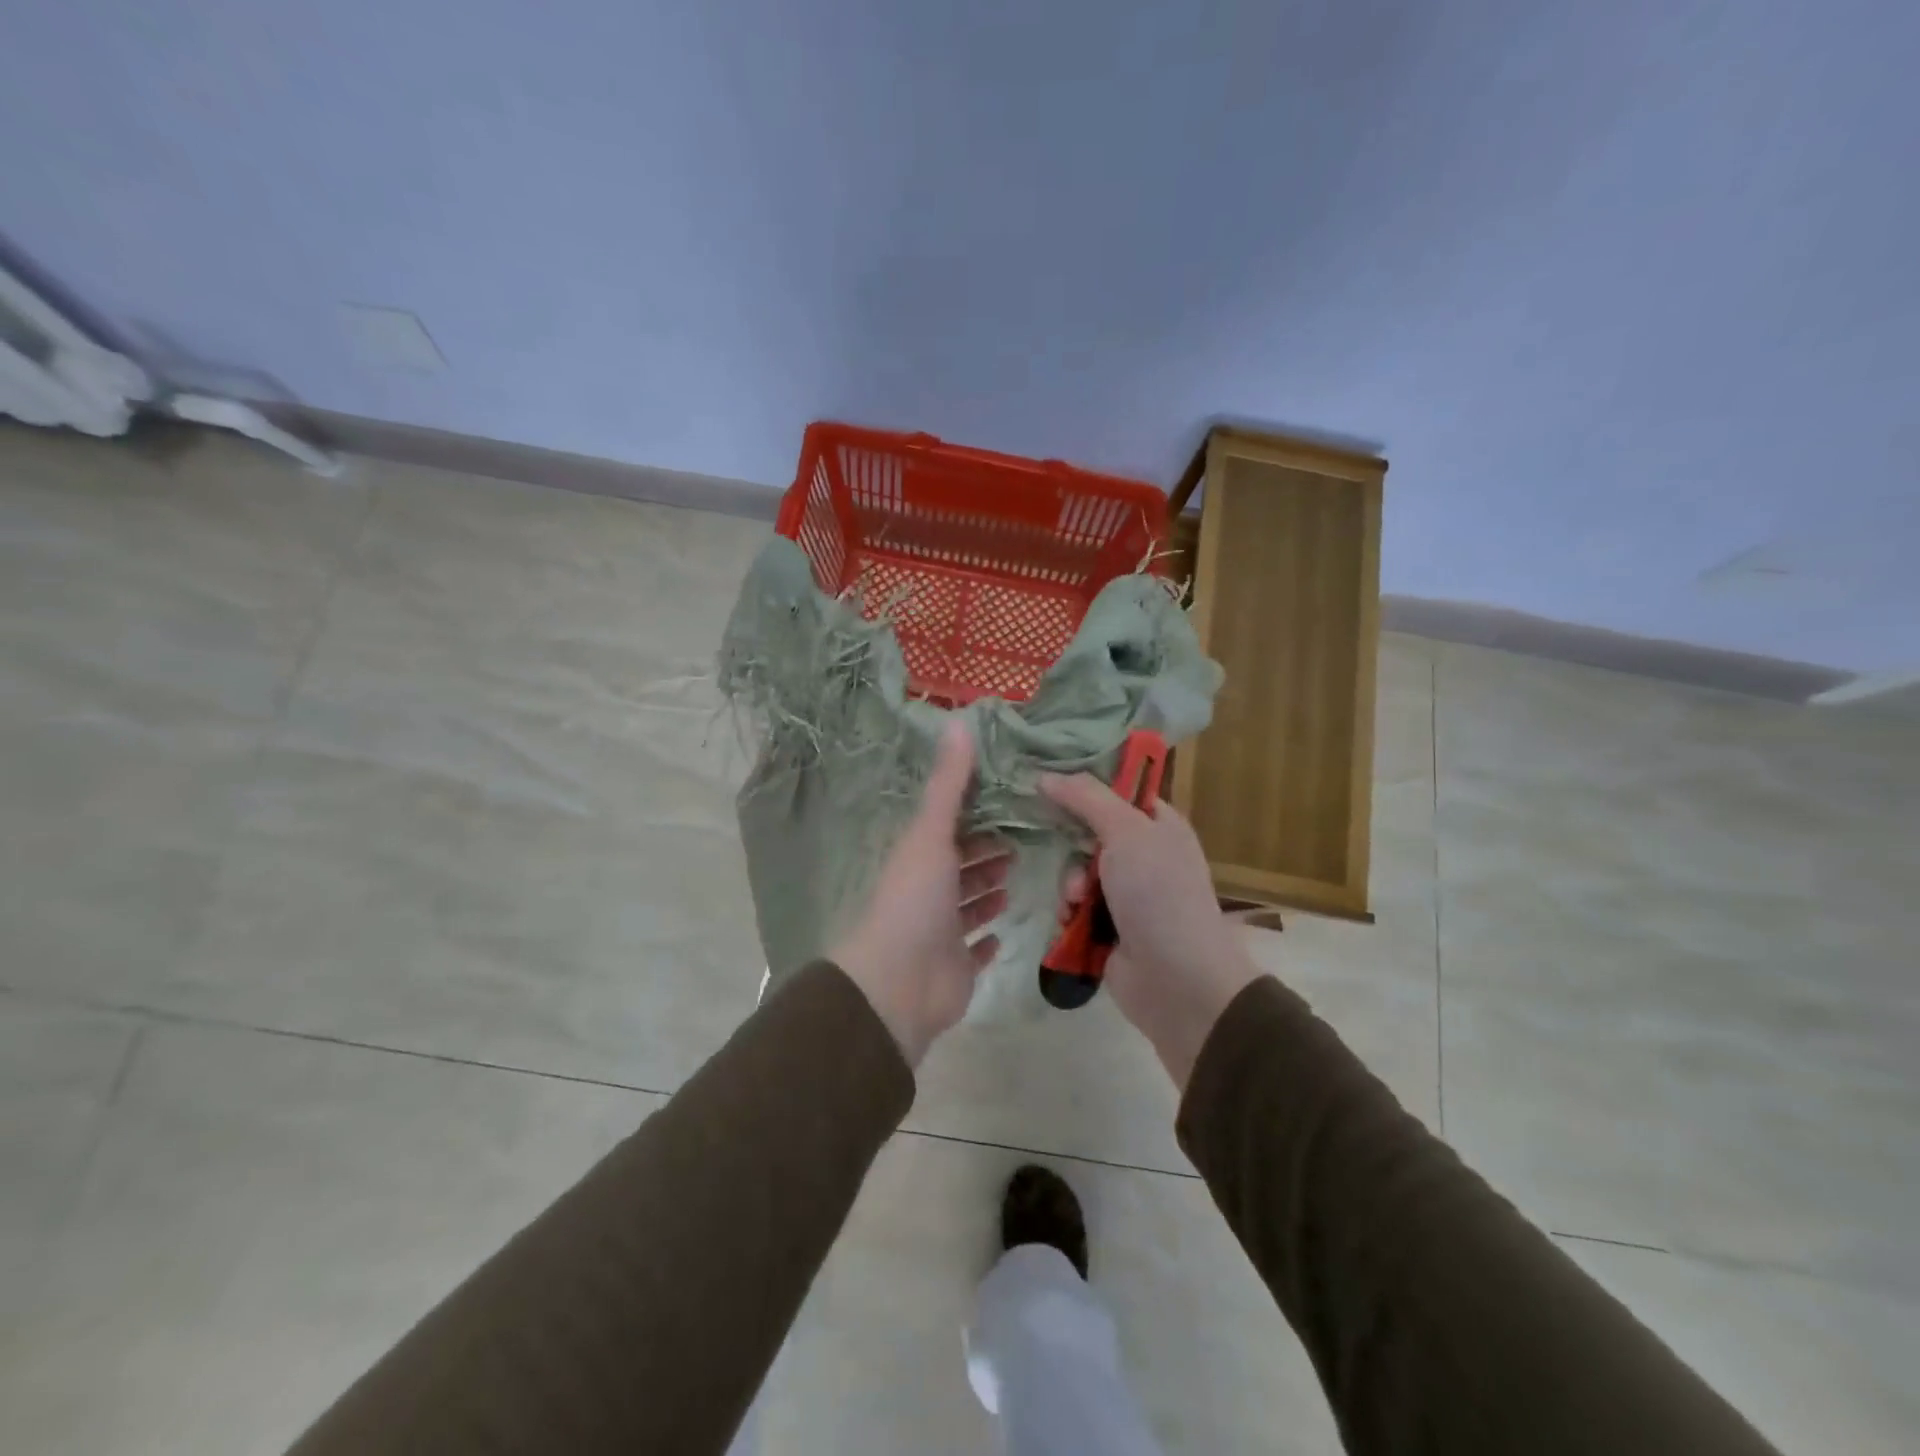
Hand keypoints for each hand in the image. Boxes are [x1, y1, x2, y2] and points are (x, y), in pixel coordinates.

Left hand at [830, 721, 1010, 1066]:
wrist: (898, 984)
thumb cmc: (915, 901)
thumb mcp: (931, 834)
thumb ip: (949, 784)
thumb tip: (959, 722)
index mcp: (918, 859)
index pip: (947, 830)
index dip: (972, 816)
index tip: (1006, 803)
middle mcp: (927, 893)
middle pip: (957, 867)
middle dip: (983, 854)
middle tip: (1019, 844)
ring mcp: (940, 934)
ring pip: (965, 907)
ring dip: (984, 893)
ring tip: (1014, 880)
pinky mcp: (954, 970)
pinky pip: (972, 952)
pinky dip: (984, 942)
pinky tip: (1002, 932)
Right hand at [1039, 774, 1260, 1088]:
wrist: (1177, 980)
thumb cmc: (1158, 893)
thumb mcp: (1126, 831)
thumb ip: (1085, 799)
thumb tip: (1045, 775)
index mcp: (1159, 825)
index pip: (1115, 793)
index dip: (1083, 788)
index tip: (1046, 785)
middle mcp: (1145, 855)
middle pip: (1089, 833)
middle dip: (1072, 847)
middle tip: (1070, 855)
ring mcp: (1127, 895)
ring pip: (1077, 872)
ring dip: (1069, 884)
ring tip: (1075, 901)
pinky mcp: (1109, 928)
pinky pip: (1075, 908)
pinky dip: (1069, 913)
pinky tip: (1070, 922)